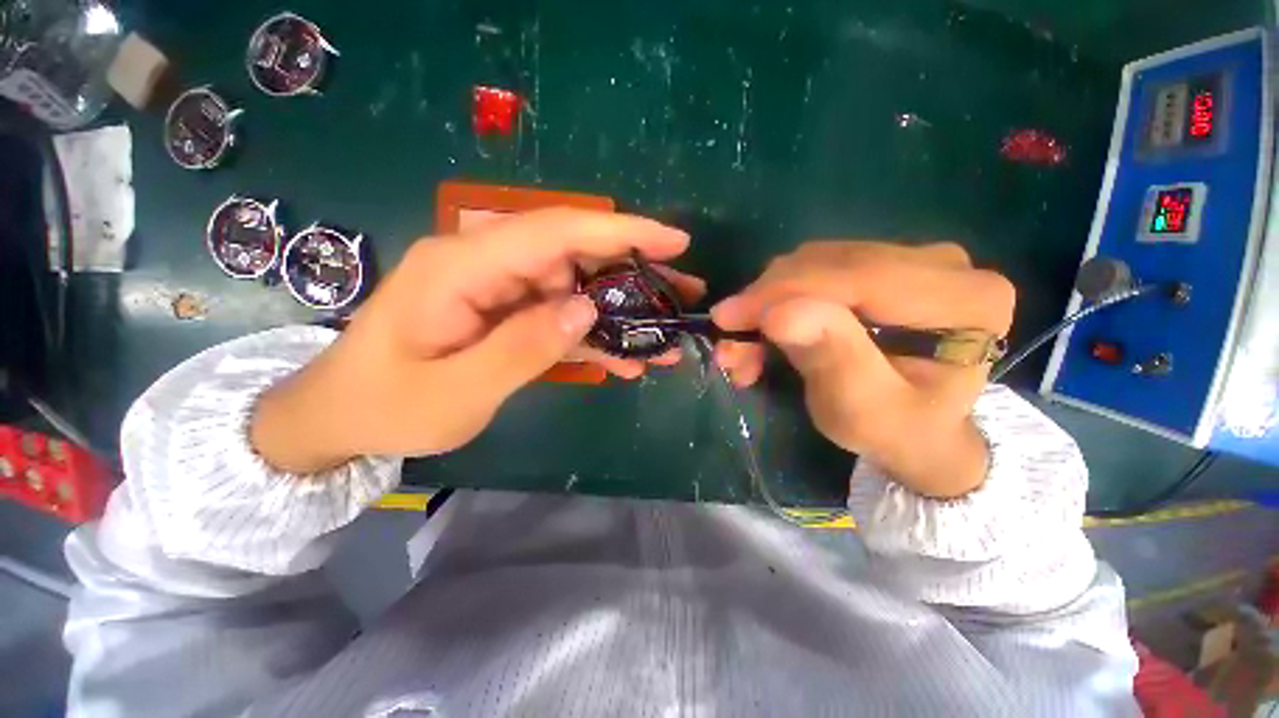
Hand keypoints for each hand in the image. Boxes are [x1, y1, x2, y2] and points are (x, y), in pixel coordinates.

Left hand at [251, 209, 689, 473]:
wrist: (343, 417)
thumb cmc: (387, 406)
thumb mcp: (455, 392)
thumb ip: (522, 348)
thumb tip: (584, 309)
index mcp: (462, 266)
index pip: (555, 231)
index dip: (619, 231)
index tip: (674, 241)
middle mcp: (485, 264)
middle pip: (575, 255)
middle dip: (633, 275)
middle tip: (683, 297)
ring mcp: (498, 288)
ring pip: (575, 288)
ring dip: (619, 314)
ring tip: (661, 341)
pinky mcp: (506, 312)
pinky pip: (559, 316)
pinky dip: (593, 336)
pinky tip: (623, 360)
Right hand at [711, 242, 1014, 497]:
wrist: (919, 432)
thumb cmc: (896, 432)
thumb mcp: (864, 411)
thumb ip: (833, 359)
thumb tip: (781, 311)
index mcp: (965, 300)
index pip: (856, 275)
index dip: (782, 292)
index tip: (727, 317)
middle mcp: (945, 264)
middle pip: (831, 263)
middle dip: (767, 302)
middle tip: (730, 341)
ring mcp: (913, 259)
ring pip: (815, 263)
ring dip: (768, 304)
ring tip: (746, 347)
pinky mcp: (883, 266)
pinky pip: (817, 269)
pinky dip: (780, 300)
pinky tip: (766, 331)